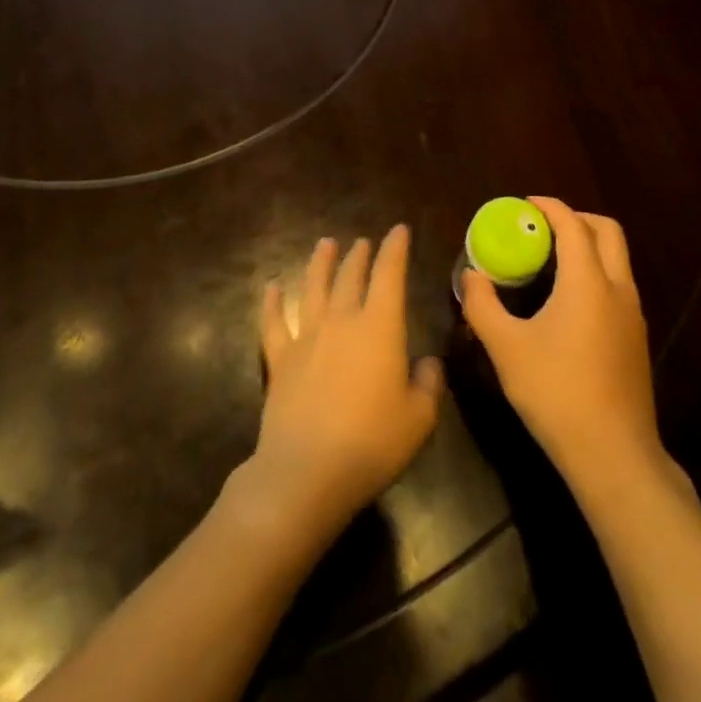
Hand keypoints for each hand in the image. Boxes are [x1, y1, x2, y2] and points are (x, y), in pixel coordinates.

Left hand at [241, 228, 442, 547]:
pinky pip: (274, 323)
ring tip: (325, 244)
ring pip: (313, 288)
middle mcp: (341, 322)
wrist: (307, 471)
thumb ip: (428, 384)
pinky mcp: (279, 361)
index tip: (399, 230)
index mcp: (380, 328)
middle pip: (349, 277)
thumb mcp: (419, 419)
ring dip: (320, 264)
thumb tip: (428, 363)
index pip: (389, 275)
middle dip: (359, 256)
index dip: (395, 249)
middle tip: (362, 241)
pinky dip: (272, 302)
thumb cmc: (372, 443)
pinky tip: (272, 287)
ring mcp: (306, 338)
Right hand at [461, 198, 663, 496]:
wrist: (612, 453)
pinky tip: (567, 301)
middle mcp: (618, 288)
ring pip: (617, 259)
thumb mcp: (506, 348)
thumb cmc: (555, 392)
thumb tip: (471, 276)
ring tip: (550, 260)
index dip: (549, 207)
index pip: (572, 224)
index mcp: (588, 281)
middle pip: (607, 231)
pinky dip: (595, 272)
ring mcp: (633, 314)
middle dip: (576, 218)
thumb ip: (482, 305)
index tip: (524, 204)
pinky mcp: (636, 338)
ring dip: (588, 246)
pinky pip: (618, 285)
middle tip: (542, 227)